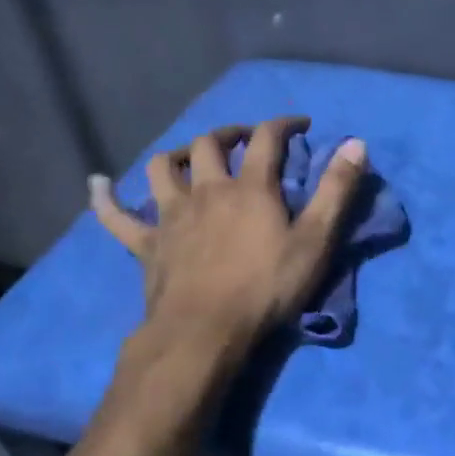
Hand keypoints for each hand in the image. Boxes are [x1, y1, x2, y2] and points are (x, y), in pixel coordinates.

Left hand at [89, 115, 366, 350]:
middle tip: (244, 140)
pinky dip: (105, 197)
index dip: (284, 124)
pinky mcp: (146, 244)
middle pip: (210, 144)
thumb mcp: (316, 241)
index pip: (267, 138)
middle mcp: (207, 190)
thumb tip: (356, 143)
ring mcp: (170, 215)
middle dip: (229, 133)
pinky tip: (98, 183)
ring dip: (177, 155)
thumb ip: (336, 191)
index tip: (300, 124)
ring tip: (190, 158)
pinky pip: (115, 216)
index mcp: (249, 187)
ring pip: (162, 168)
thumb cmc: (266, 287)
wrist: (205, 331)